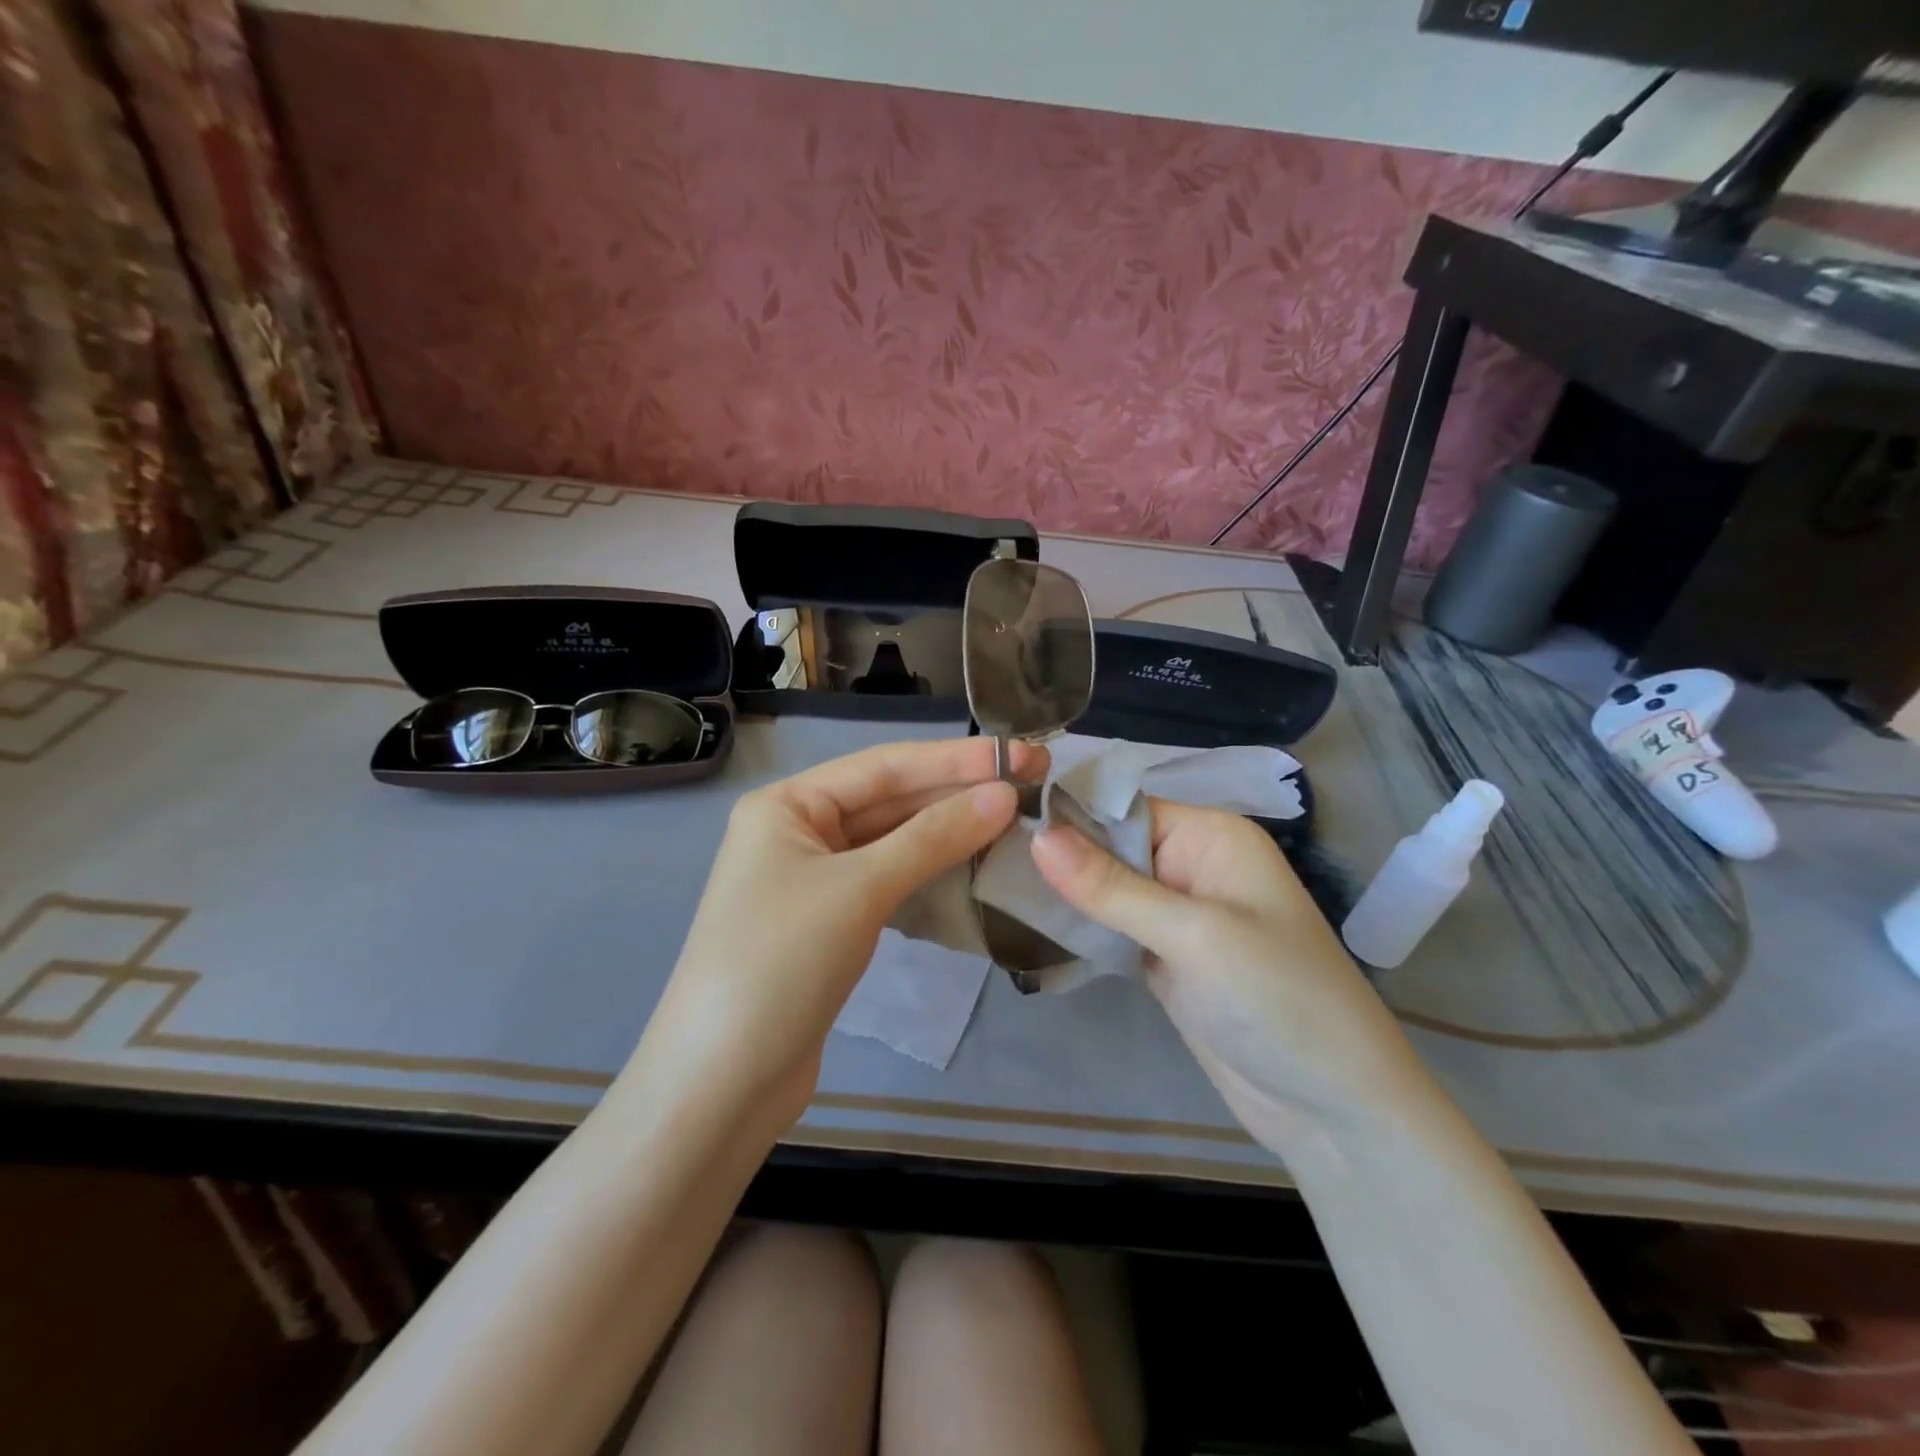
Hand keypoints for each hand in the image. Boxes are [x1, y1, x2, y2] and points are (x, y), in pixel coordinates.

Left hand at [639, 736, 1046, 1135]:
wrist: (723, 1084)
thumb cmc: (782, 963)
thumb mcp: (860, 889)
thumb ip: (933, 837)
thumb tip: (1003, 795)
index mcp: (786, 804)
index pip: (884, 767)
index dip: (956, 760)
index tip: (1022, 755)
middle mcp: (796, 831)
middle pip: (889, 800)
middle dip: (957, 792)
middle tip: (1031, 782)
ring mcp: (812, 879)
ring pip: (891, 841)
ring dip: (948, 831)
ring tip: (1013, 817)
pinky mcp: (830, 923)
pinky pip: (887, 880)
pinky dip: (929, 871)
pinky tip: (971, 862)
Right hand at [1031, 800, 1428, 1153]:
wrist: (1332, 1109)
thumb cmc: (1277, 999)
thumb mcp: (1193, 936)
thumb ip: (1111, 887)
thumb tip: (1038, 836)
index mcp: (1210, 836)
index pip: (1124, 807)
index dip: (1067, 814)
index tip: (999, 820)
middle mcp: (1193, 864)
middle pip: (1110, 845)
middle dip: (1058, 855)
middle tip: (985, 856)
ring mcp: (1178, 914)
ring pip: (1106, 888)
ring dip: (1063, 892)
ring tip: (992, 883)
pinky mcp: (1164, 957)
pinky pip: (1112, 927)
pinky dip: (1079, 927)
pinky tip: (1028, 922)